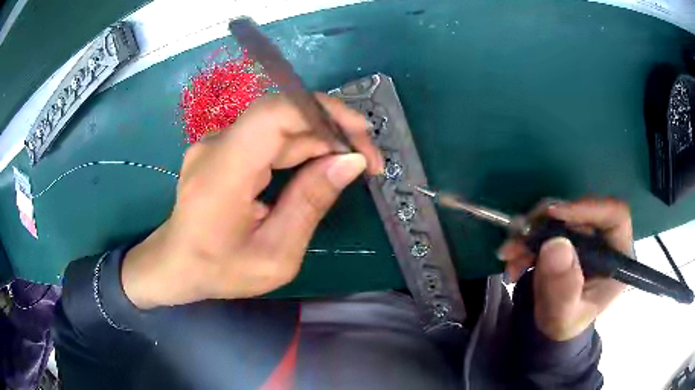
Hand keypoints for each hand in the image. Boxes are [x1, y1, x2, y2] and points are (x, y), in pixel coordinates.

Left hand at [121, 93, 382, 308]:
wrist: (174, 265)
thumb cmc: (219, 270)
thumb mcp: (275, 254)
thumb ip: (310, 204)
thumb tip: (350, 162)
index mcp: (223, 172)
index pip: (275, 113)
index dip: (324, 112)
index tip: (362, 135)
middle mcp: (216, 145)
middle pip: (282, 116)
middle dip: (332, 131)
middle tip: (367, 161)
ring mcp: (216, 144)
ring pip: (278, 126)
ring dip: (319, 140)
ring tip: (350, 165)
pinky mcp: (222, 149)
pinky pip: (267, 138)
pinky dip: (299, 148)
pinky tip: (319, 167)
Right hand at [499, 198, 631, 340]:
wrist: (552, 329)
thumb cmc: (565, 326)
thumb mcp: (563, 317)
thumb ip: (563, 289)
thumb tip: (555, 244)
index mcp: (617, 256)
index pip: (614, 215)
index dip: (587, 208)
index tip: (554, 215)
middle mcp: (604, 239)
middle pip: (581, 212)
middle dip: (546, 224)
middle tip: (518, 240)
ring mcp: (585, 236)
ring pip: (560, 216)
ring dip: (531, 232)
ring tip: (510, 255)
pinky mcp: (568, 236)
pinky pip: (546, 225)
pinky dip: (527, 239)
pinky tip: (513, 258)